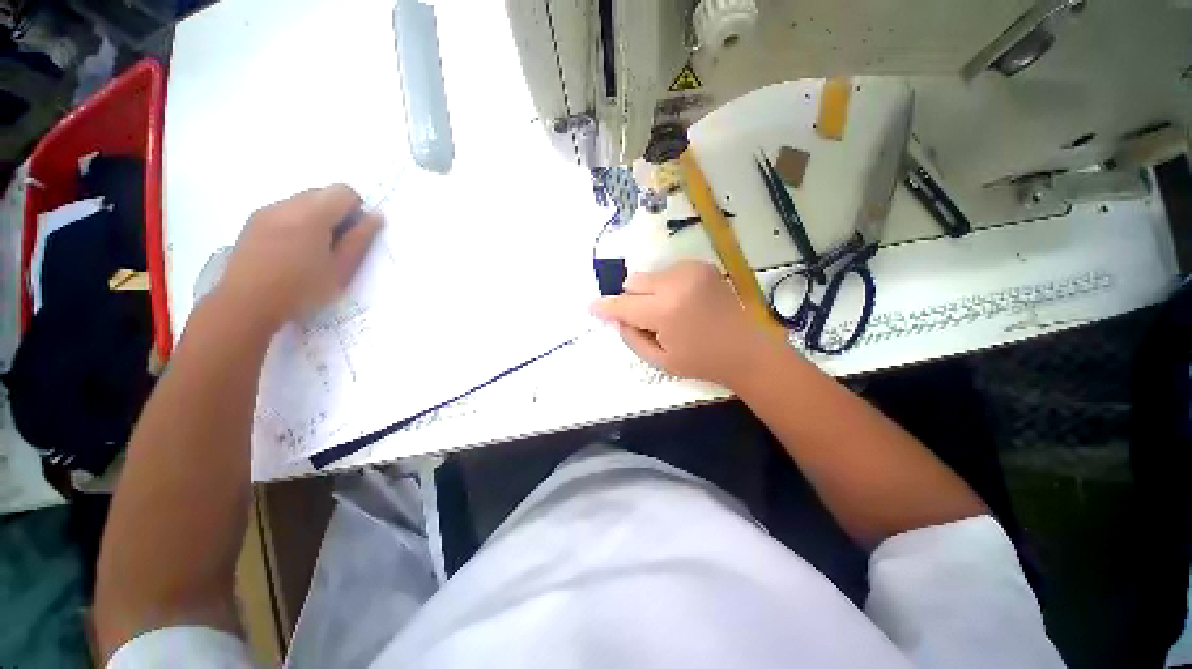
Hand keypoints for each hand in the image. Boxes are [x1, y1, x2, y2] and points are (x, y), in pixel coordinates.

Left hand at [217, 184, 381, 330]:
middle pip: (322, 193)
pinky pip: (285, 212)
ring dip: (316, 219)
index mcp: (311, 215)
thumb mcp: (341, 269)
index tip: (354, 234)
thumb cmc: (301, 290)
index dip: (356, 209)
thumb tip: (376, 217)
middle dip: (336, 213)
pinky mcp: (253, 222)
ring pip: (302, 202)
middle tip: (337, 246)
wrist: (245, 304)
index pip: (343, 191)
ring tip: (313, 251)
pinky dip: (297, 224)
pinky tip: (293, 252)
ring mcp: (266, 212)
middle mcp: (286, 205)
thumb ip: (360, 240)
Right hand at [590, 260, 780, 387]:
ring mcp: (691, 270)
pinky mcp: (702, 265)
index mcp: (665, 311)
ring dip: (650, 292)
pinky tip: (683, 301)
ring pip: (649, 275)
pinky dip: (666, 286)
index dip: (605, 307)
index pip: (623, 305)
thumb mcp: (660, 361)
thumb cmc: (701, 361)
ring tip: (669, 311)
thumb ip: (631, 338)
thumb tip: (617, 318)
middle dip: (632, 300)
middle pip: (633, 282)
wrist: (746, 349)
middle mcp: (675, 283)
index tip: (592, 307)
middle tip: (647, 319)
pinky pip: (667, 272)